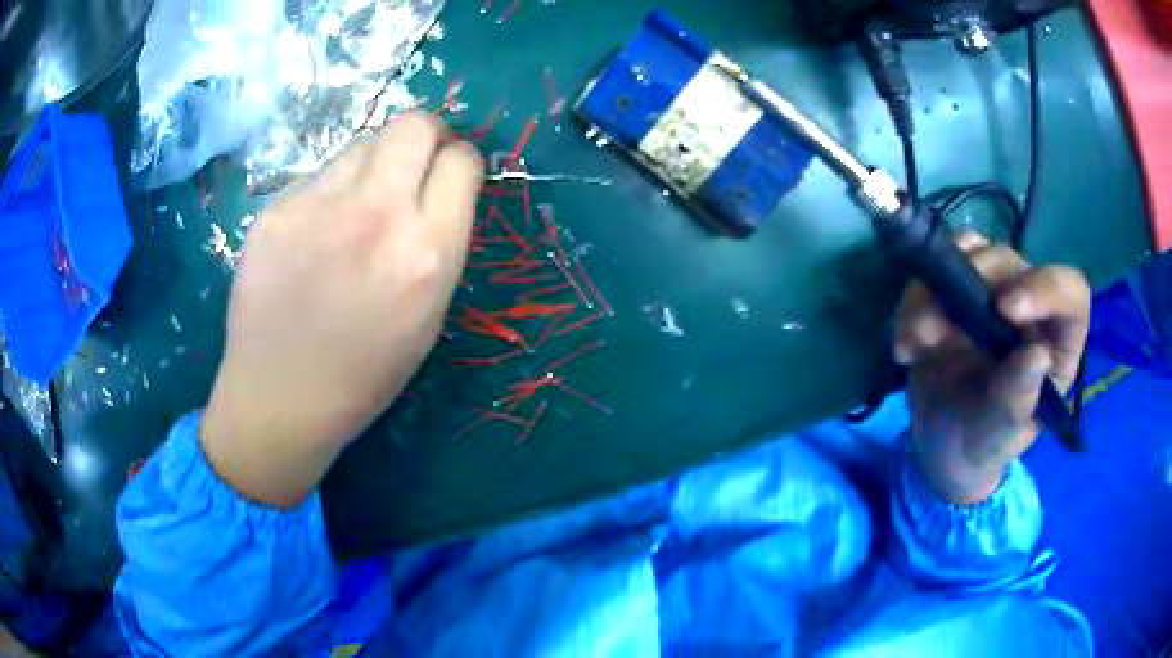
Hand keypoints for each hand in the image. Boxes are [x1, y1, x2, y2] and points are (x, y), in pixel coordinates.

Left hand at [202, 114, 483, 506]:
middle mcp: (376, 215)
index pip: (462, 161)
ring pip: (362, 144)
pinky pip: (318, 178)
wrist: (280, 399)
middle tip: (413, 163)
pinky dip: (328, 194)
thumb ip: (439, 241)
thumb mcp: (429, 315)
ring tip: (356, 210)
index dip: (459, 162)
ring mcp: (317, 207)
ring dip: (372, 165)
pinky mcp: (275, 210)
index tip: (449, 175)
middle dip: (424, 135)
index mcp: (427, 252)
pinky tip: (313, 236)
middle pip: (414, 124)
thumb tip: (436, 189)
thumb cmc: (364, 373)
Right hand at [893, 232, 1090, 504]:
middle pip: (1012, 262)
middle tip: (939, 328)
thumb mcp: (1000, 434)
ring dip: (936, 288)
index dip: (1044, 288)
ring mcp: (992, 290)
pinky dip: (914, 298)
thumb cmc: (982, 443)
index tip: (1005, 309)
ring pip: (972, 252)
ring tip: (918, 340)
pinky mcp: (957, 287)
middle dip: (974, 284)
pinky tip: (907, 344)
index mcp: (1056, 340)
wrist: (940, 443)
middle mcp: (1030, 305)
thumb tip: (1036, 355)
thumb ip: (1017, 400)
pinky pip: (936, 267)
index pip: (1068, 292)